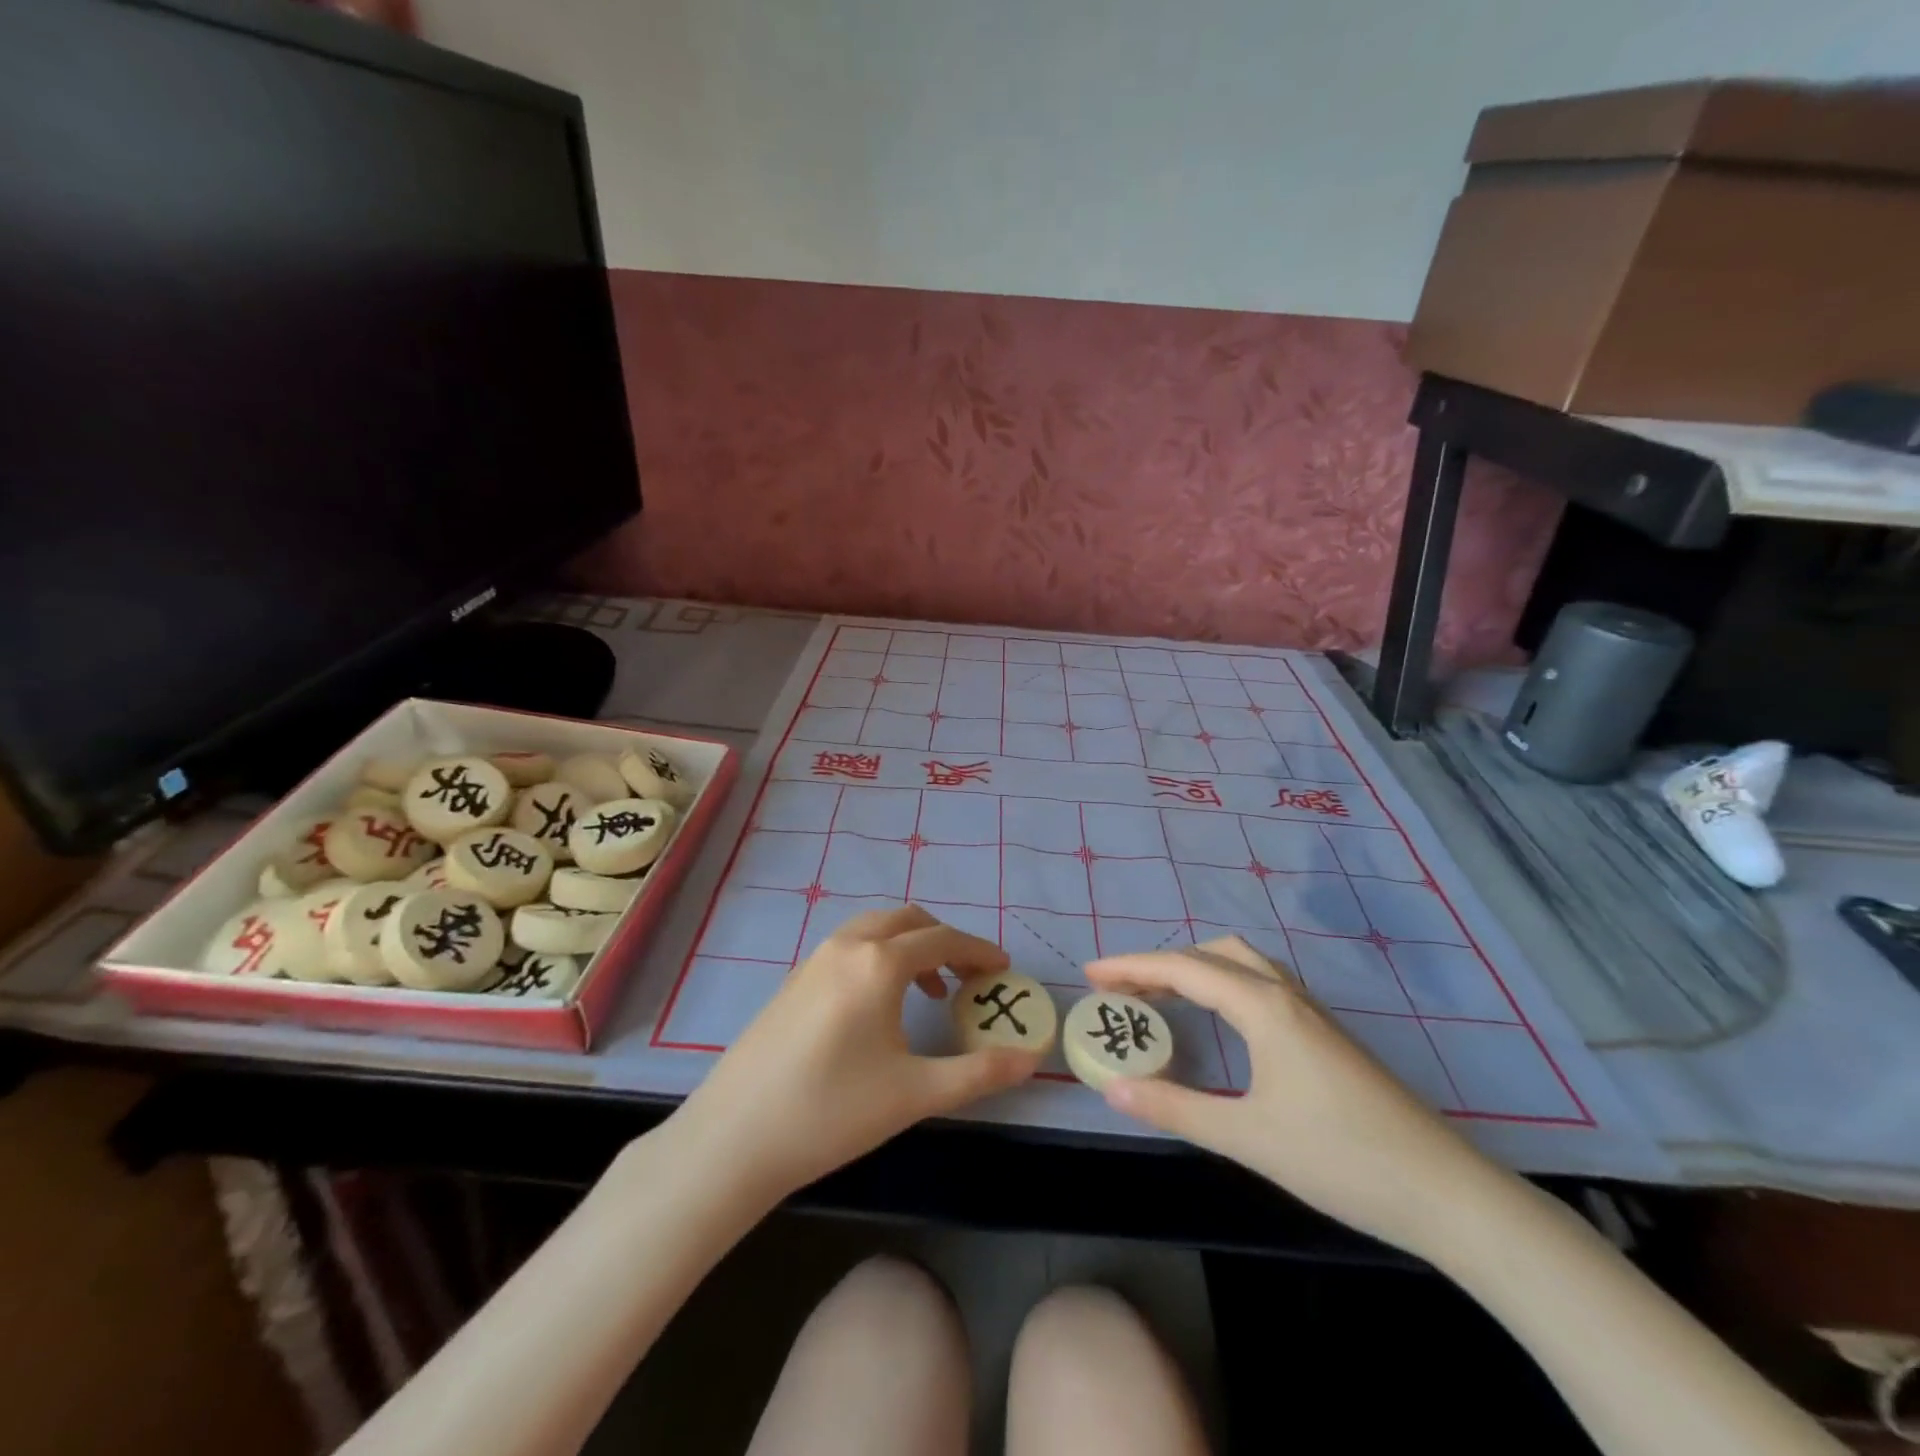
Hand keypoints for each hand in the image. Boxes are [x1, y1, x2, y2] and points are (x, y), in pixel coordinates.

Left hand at [673, 905, 1041, 1201]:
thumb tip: (1032, 1059)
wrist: (734, 1138)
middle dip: (946, 941)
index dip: (980, 951)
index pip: (944, 939)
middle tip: (971, 979)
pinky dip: (879, 957)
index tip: (1005, 969)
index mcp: (879, 962)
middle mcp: (847, 945)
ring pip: (876, 930)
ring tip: (930, 991)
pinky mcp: (794, 980)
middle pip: (909, 921)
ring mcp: (814, 959)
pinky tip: (880, 1006)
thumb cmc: (832, 1112)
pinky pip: (850, 947)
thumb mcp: (915, 1094)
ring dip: (911, 946)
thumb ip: (979, 1073)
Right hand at [1086, 937, 1518, 1261]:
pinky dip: (1222, 983)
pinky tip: (1220, 1017)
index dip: (1131, 967)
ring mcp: (1311, 1012)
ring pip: (1241, 964)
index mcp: (1264, 1007)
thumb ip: (1175, 1107)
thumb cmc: (1341, 1160)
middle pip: (1212, 953)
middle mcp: (1286, 994)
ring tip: (1160, 995)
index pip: (1183, 968)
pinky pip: (1260, 983)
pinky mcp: (1325, 1034)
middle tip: (1121, 988)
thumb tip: (1112, 1087)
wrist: (1446, 1193)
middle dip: (1161, 962)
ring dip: (1194, 968)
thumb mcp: (1247, 1137)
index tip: (1090, 974)